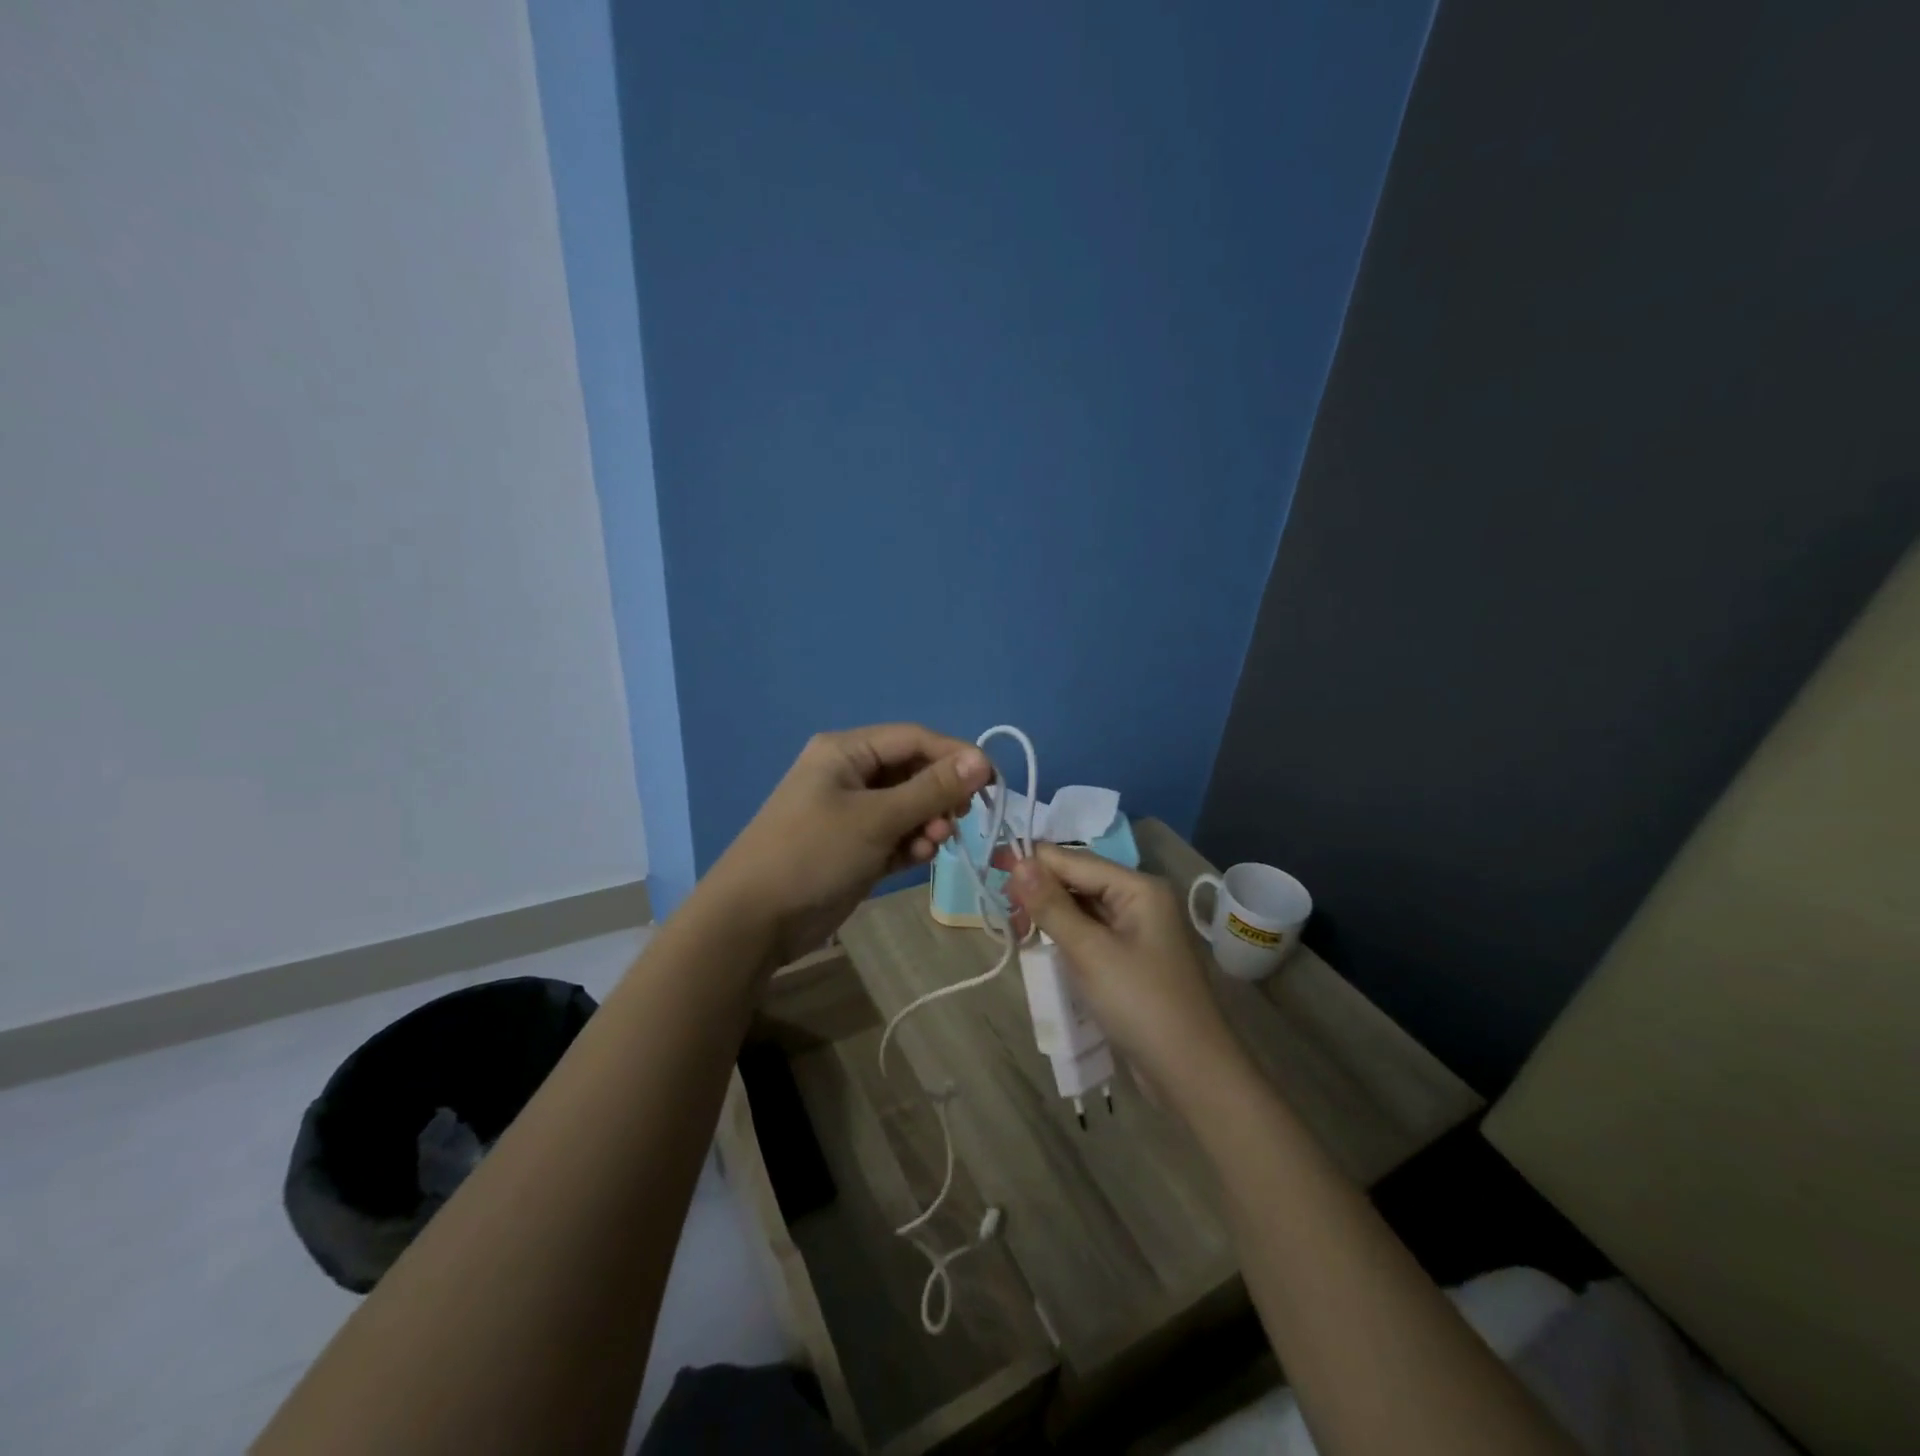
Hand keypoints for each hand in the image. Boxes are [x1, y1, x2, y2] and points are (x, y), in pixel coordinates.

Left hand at [709, 724, 992, 968]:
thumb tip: (982, 761)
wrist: (754, 921)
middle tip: (960, 819)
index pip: (914, 738)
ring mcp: (851, 812)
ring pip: (908, 806)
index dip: (955, 755)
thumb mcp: (876, 818)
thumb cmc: (813, 854)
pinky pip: (896, 834)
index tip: (990, 781)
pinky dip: (912, 842)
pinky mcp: (855, 847)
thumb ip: (931, 789)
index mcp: (846, 751)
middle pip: (912, 771)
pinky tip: (919, 858)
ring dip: (928, 822)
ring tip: (934, 844)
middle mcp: (850, 774)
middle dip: (939, 795)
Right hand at [1006, 845, 1240, 1090]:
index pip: (1075, 860)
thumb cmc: (1140, 1003)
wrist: (1191, 1073)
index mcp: (1138, 887)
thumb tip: (1018, 861)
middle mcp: (1140, 899)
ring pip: (1082, 907)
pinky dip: (1065, 935)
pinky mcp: (1131, 957)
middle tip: (1002, 908)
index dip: (1033, 862)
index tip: (992, 868)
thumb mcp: (1089, 952)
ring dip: (1050, 913)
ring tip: (1016, 928)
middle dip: (1040, 889)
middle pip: (1079, 880)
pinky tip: (1041, 944)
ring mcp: (1137, 930)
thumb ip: (1051, 905)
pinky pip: (1090, 932)